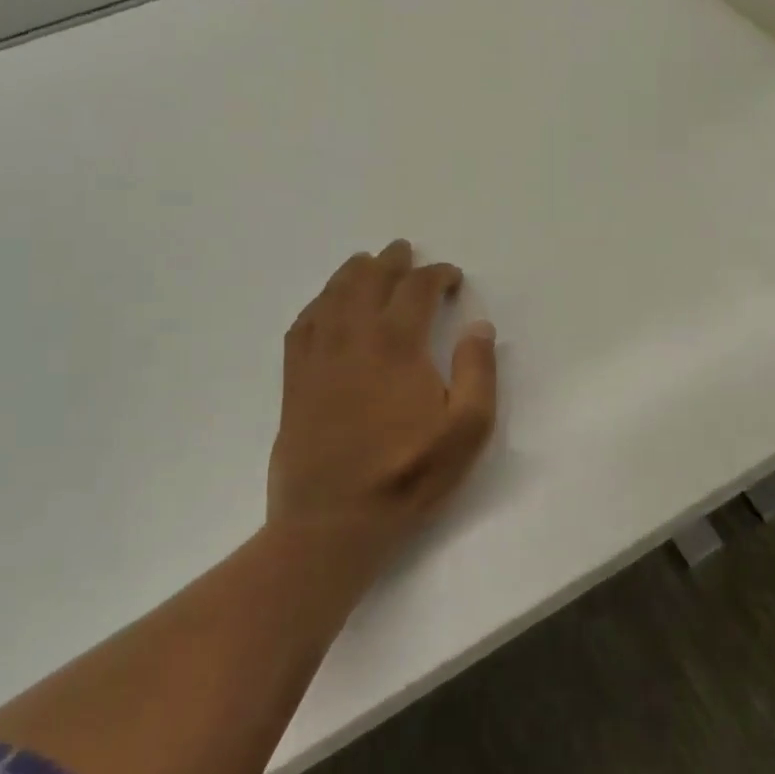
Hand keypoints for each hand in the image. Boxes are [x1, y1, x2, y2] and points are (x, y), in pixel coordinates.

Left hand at [269, 240, 497, 581]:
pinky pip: (304, 324)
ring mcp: (318, 357)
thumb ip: (478, 372)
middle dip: (392, 261)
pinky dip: (318, 303)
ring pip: (333, 295)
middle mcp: (353, 337)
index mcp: (397, 344)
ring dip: (353, 272)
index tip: (451, 277)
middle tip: (405, 251)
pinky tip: (325, 305)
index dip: (436, 275)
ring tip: (366, 263)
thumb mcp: (465, 431)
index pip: (416, 289)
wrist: (332, 521)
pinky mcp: (295, 379)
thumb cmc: (407, 476)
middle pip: (369, 280)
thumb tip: (479, 326)